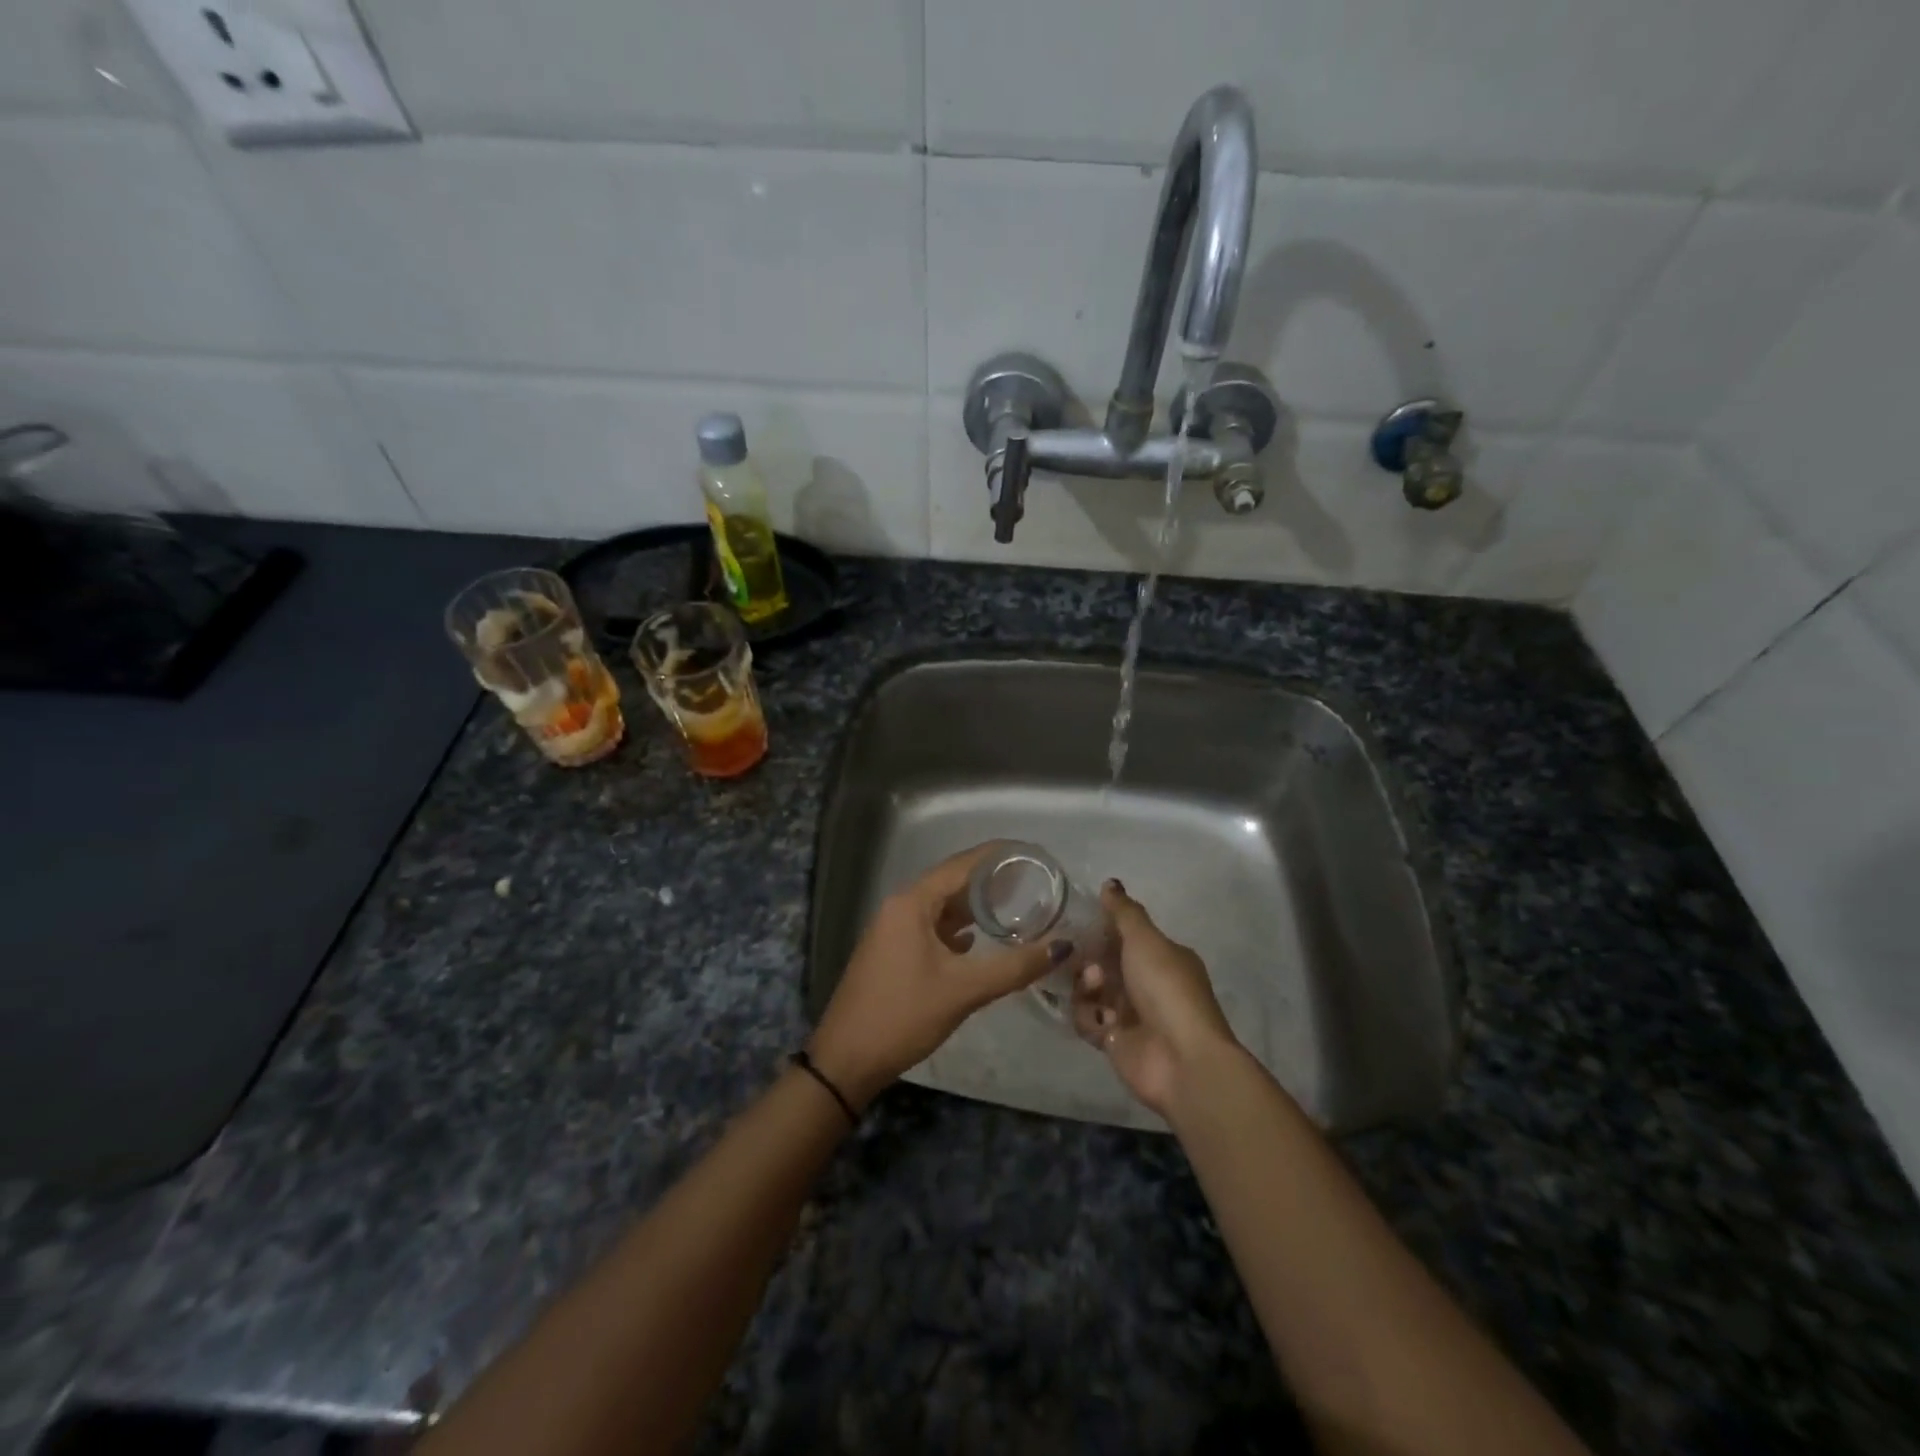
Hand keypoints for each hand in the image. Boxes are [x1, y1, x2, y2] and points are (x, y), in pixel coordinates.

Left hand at [808, 844, 1068, 1110]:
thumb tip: (1063, 946)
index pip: (962, 865)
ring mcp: (893, 929)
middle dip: (990, 881)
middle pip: (952, 882)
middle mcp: (900, 906)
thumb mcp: (964, 990)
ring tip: (1014, 906)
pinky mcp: (892, 951)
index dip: (998, 856)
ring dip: (974, 906)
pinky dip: (957, 928)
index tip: (1033, 853)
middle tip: (1031, 882)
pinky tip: (979, 939)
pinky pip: (931, 927)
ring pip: (941, 906)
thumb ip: (1015, 967)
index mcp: (912, 903)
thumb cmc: (904, 1015)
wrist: (846, 1060)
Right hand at [1071, 881, 1237, 1116]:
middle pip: (1103, 963)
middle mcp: (1147, 983)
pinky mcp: (1114, 1041)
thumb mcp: (1145, 940)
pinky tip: (1100, 1020)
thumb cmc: (1166, 989)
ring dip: (1087, 988)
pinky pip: (1088, 1020)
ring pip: (1091, 991)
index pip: (1125, 936)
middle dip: (1088, 959)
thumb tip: (1110, 883)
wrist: (1181, 1059)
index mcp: (1162, 957)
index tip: (1077, 922)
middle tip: (1082, 960)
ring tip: (1095, 990)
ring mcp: (1131, 1014)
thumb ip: (1124, 912)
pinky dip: (1089, 1017)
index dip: (1101, 929)